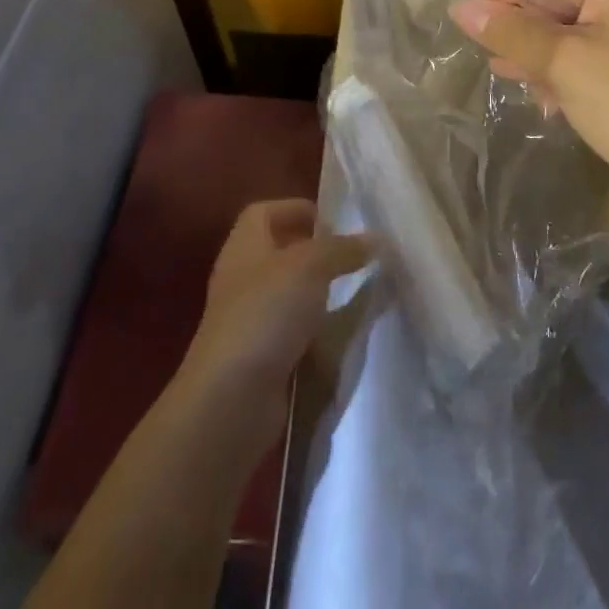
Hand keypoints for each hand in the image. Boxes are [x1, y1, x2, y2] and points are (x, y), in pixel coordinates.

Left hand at [176, 200, 368, 449]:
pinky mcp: (258, 357)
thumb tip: (377, 238)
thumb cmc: (266, 313)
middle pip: (278, 252)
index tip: (332, 221)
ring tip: (353, 291)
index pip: (264, 212)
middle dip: (314, 252)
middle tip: (351, 255)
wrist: (230, 399)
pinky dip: (313, 331)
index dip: (296, 209)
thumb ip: (343, 248)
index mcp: (245, 245)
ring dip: (317, 293)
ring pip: (287, 294)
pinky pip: (291, 332)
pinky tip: (339, 334)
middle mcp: (241, 277)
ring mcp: (247, 320)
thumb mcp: (311, 266)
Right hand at [449, 0, 608, 209]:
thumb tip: (459, 6)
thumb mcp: (562, 63)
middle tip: (507, 66)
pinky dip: (560, 67)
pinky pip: (580, 46)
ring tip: (524, 85)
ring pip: (560, 21)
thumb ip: (509, 31)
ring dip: (537, 51)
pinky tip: (549, 101)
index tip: (491, 31)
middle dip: (521, 25)